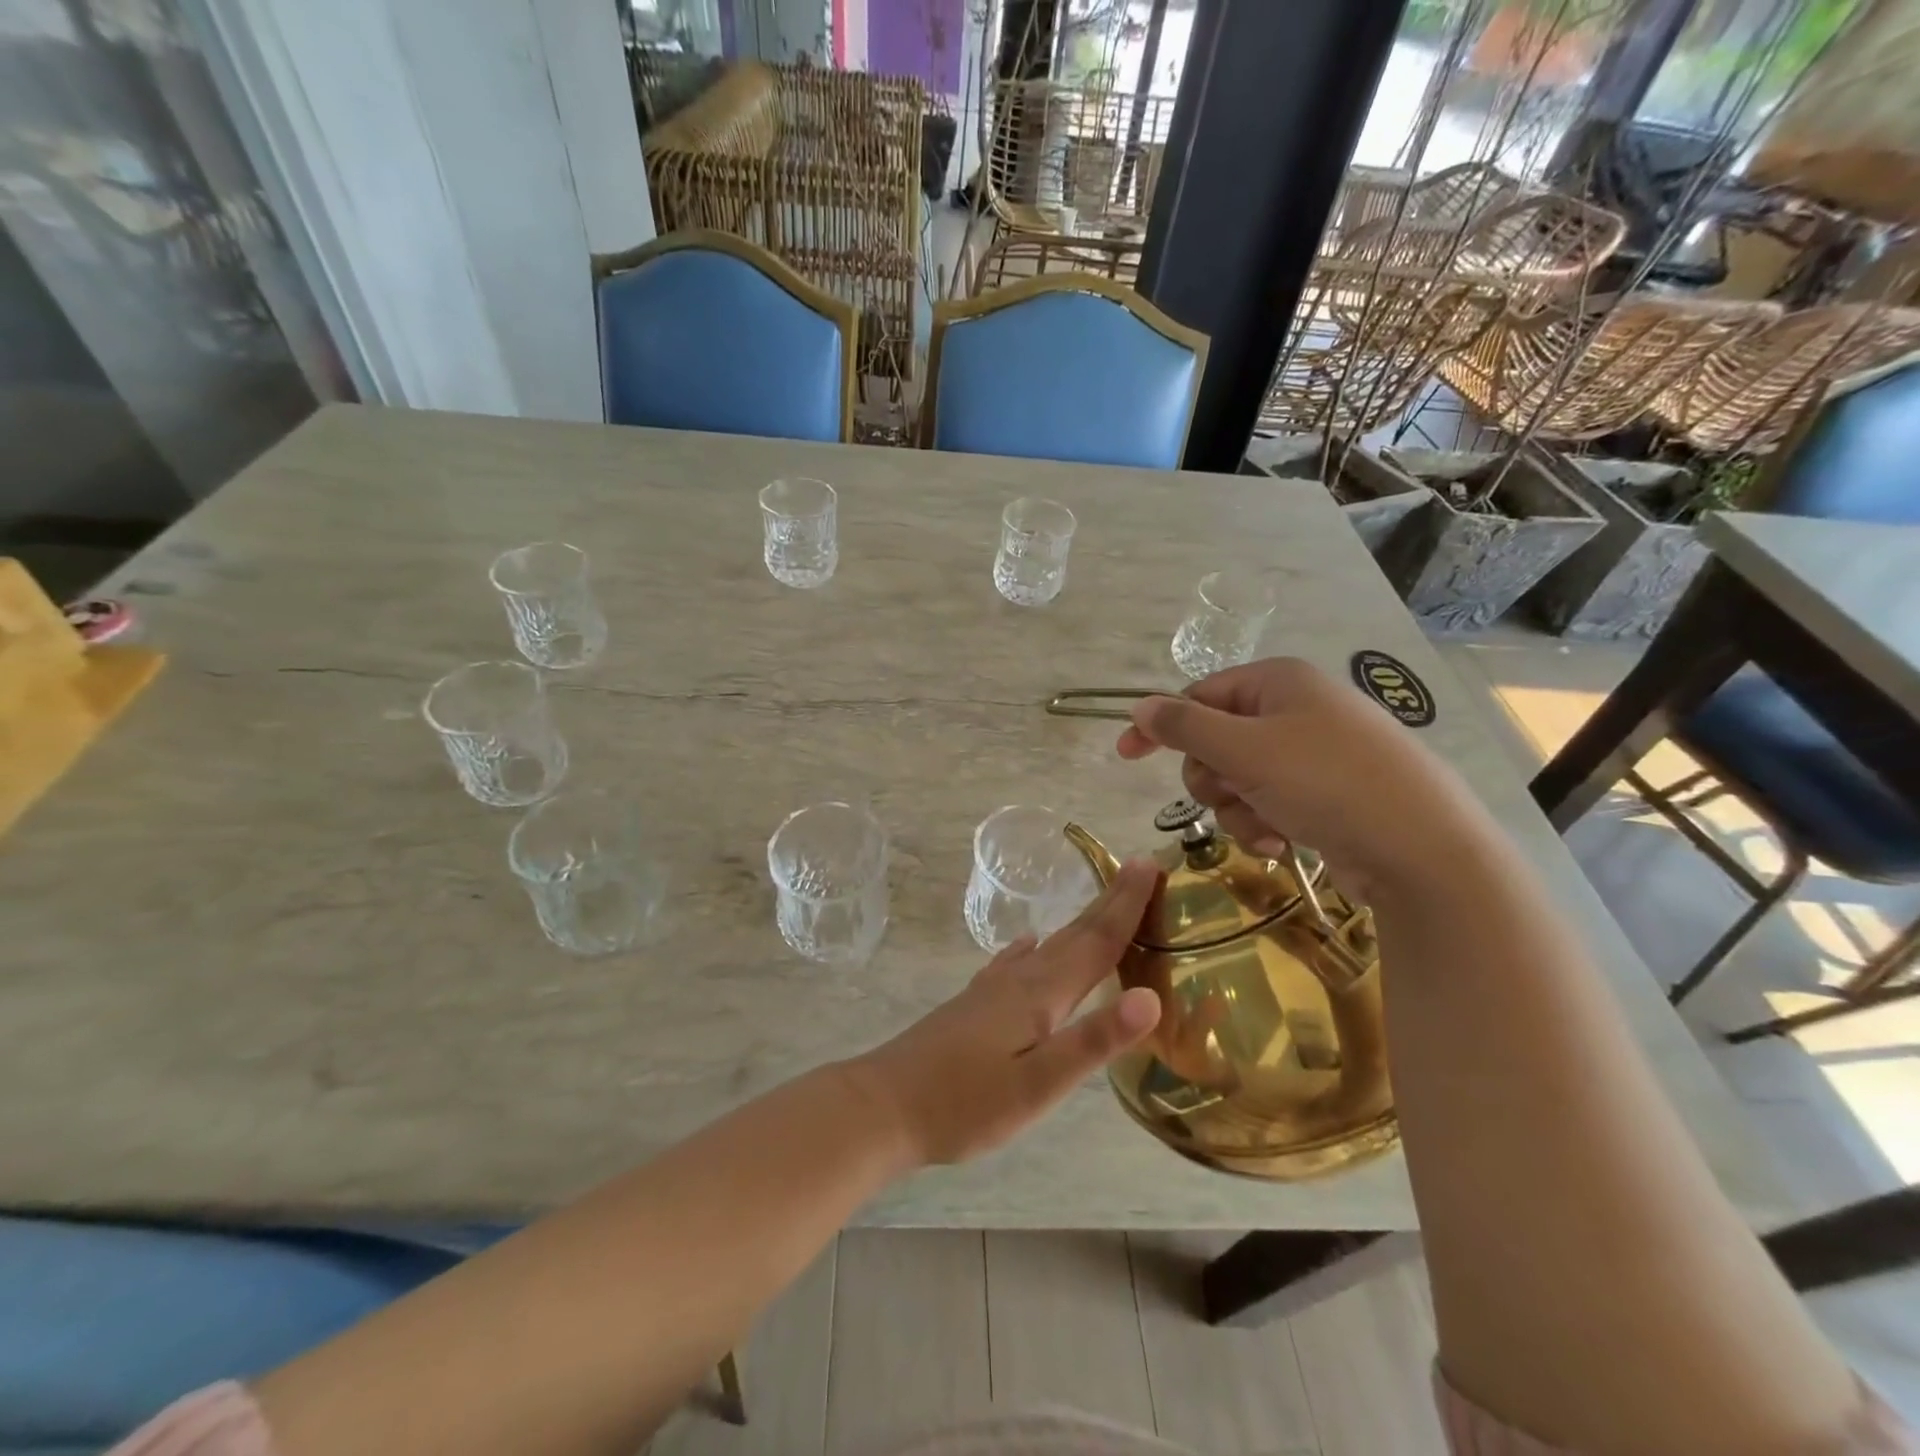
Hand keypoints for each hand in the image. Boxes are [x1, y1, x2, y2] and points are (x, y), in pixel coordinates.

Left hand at [844, 860, 1162, 1166]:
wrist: (885, 1105)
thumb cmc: (966, 1103)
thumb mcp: (1038, 1085)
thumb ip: (1093, 1041)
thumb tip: (1151, 997)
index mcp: (1041, 994)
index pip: (1096, 941)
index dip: (1127, 904)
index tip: (1151, 865)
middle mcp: (1019, 980)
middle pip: (1074, 933)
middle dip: (1110, 902)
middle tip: (1139, 868)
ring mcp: (992, 990)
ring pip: (1048, 945)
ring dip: (1079, 922)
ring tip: (1102, 906)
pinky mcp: (974, 1004)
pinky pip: (1016, 962)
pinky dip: (1033, 948)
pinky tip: (1029, 945)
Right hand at [1115, 657, 1485, 898]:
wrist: (1421, 849)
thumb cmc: (1326, 783)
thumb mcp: (1244, 750)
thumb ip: (1185, 726)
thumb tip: (1140, 706)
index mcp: (1277, 683)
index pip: (1198, 696)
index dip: (1161, 726)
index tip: (1125, 756)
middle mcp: (1294, 710)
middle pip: (1215, 741)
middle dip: (1212, 777)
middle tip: (1227, 794)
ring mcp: (1312, 753)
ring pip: (1238, 778)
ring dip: (1236, 808)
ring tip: (1263, 827)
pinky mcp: (1325, 792)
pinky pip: (1268, 801)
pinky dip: (1263, 823)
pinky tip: (1280, 841)